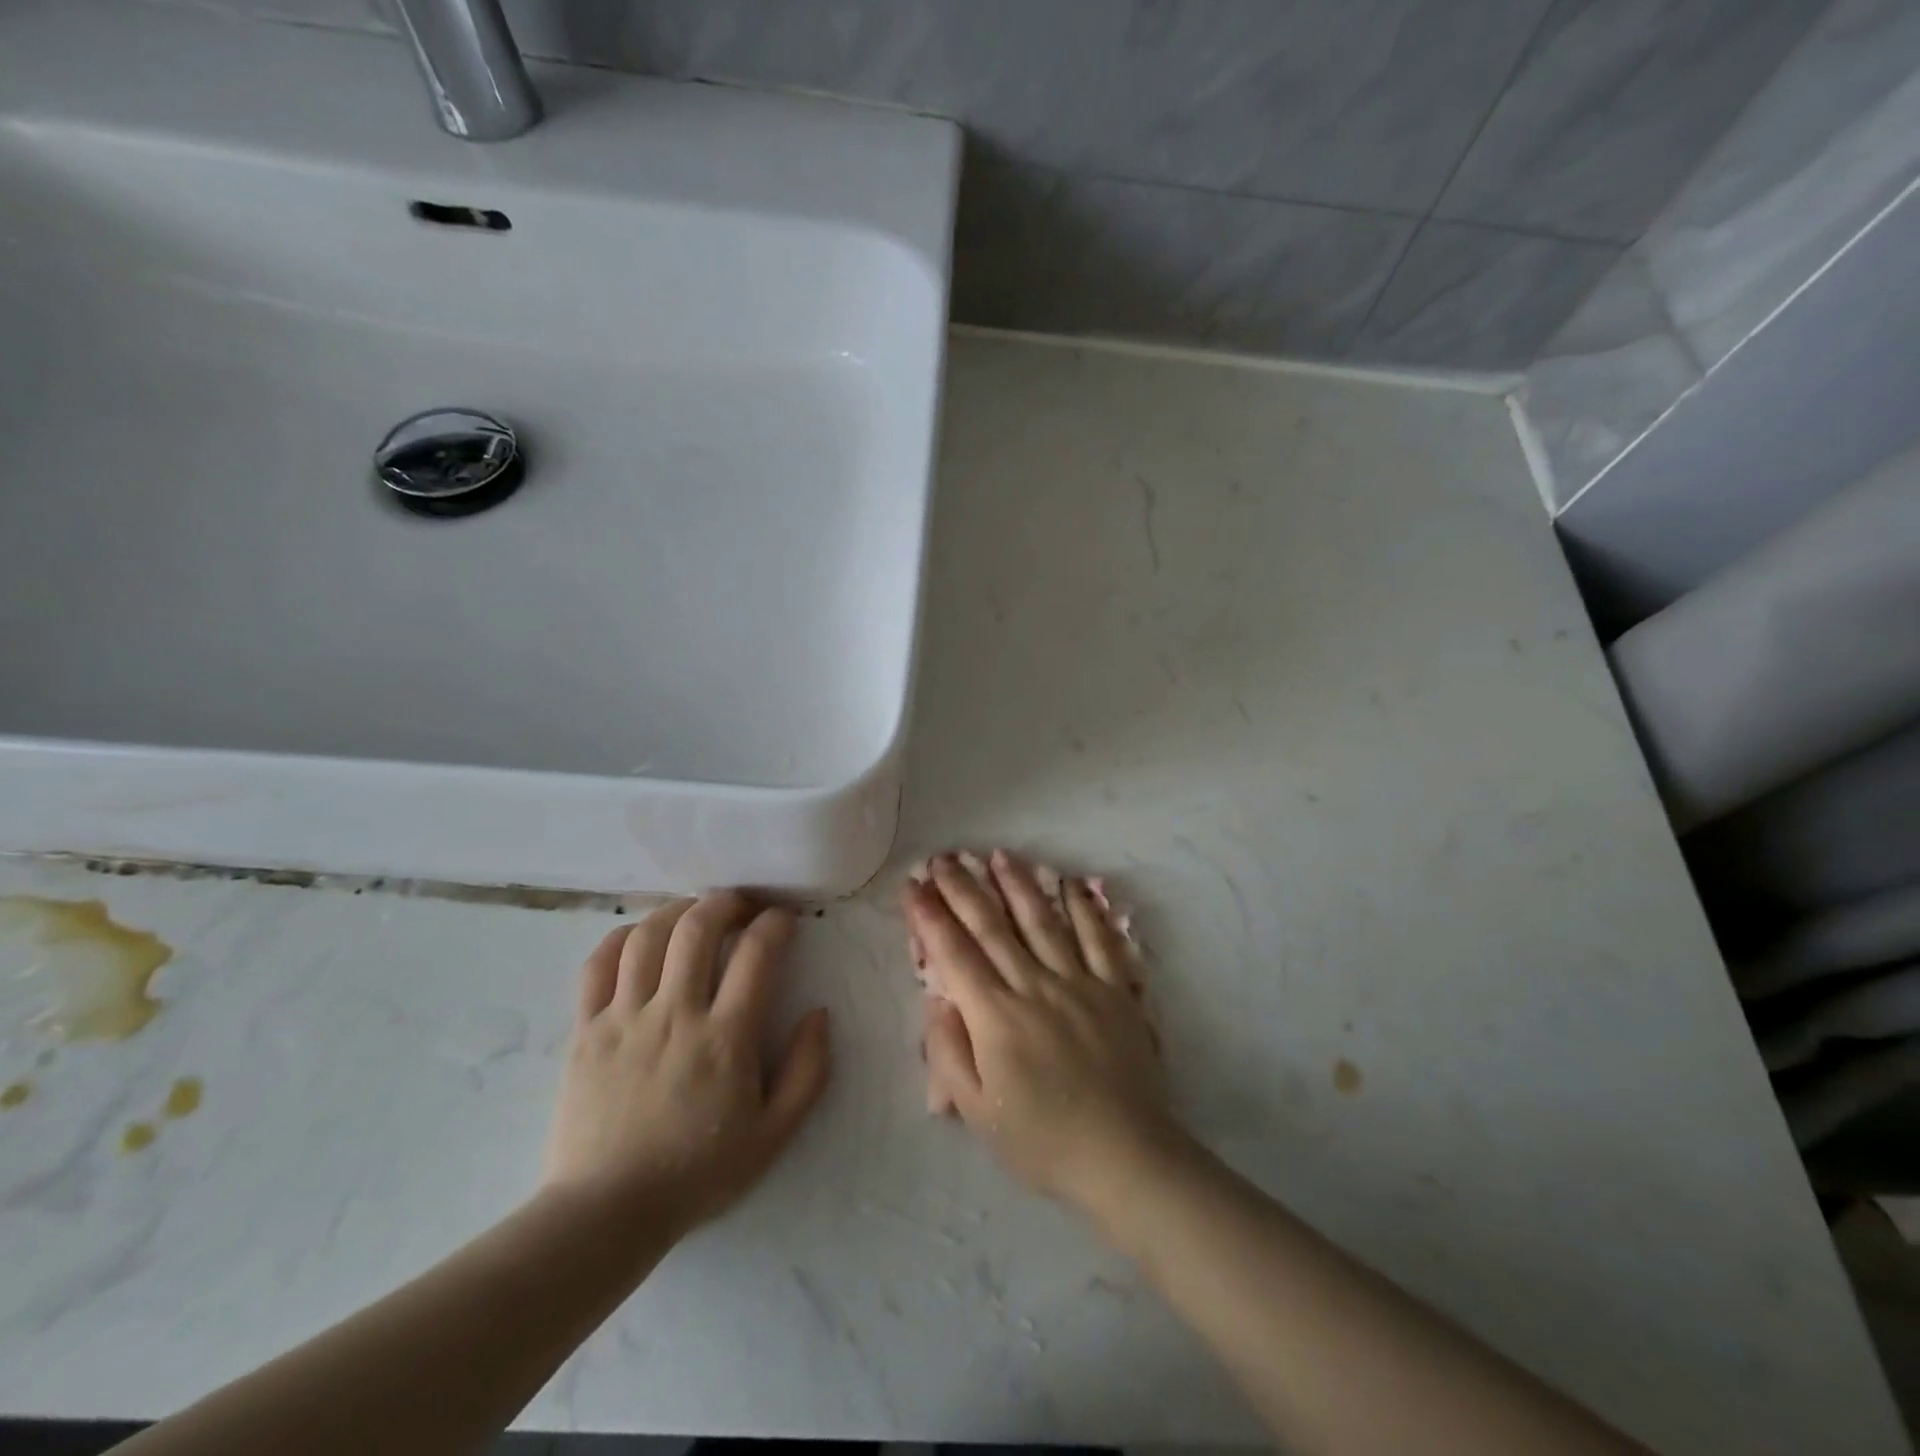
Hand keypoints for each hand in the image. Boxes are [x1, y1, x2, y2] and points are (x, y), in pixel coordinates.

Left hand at [542, 892, 830, 1240]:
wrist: (606, 1213)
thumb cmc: (698, 1172)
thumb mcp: (774, 1134)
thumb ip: (808, 1071)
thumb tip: (819, 1014)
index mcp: (726, 1038)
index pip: (757, 954)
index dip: (776, 923)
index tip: (784, 919)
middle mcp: (675, 1014)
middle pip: (698, 928)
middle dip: (726, 903)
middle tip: (741, 905)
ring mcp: (624, 1018)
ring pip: (648, 937)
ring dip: (677, 911)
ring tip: (694, 912)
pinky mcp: (586, 1030)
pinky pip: (598, 965)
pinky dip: (621, 938)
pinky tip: (639, 937)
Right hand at [905, 851, 1182, 1212]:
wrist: (1124, 1157)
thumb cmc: (1042, 1140)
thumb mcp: (978, 1110)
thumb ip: (950, 1051)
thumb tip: (937, 999)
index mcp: (996, 1016)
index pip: (954, 953)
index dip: (930, 915)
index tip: (914, 885)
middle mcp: (1034, 986)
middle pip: (992, 926)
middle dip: (963, 888)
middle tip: (944, 858)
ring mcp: (1079, 982)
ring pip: (1042, 921)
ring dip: (1017, 884)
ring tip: (998, 855)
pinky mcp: (1115, 989)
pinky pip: (1099, 939)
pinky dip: (1084, 908)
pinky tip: (1071, 884)